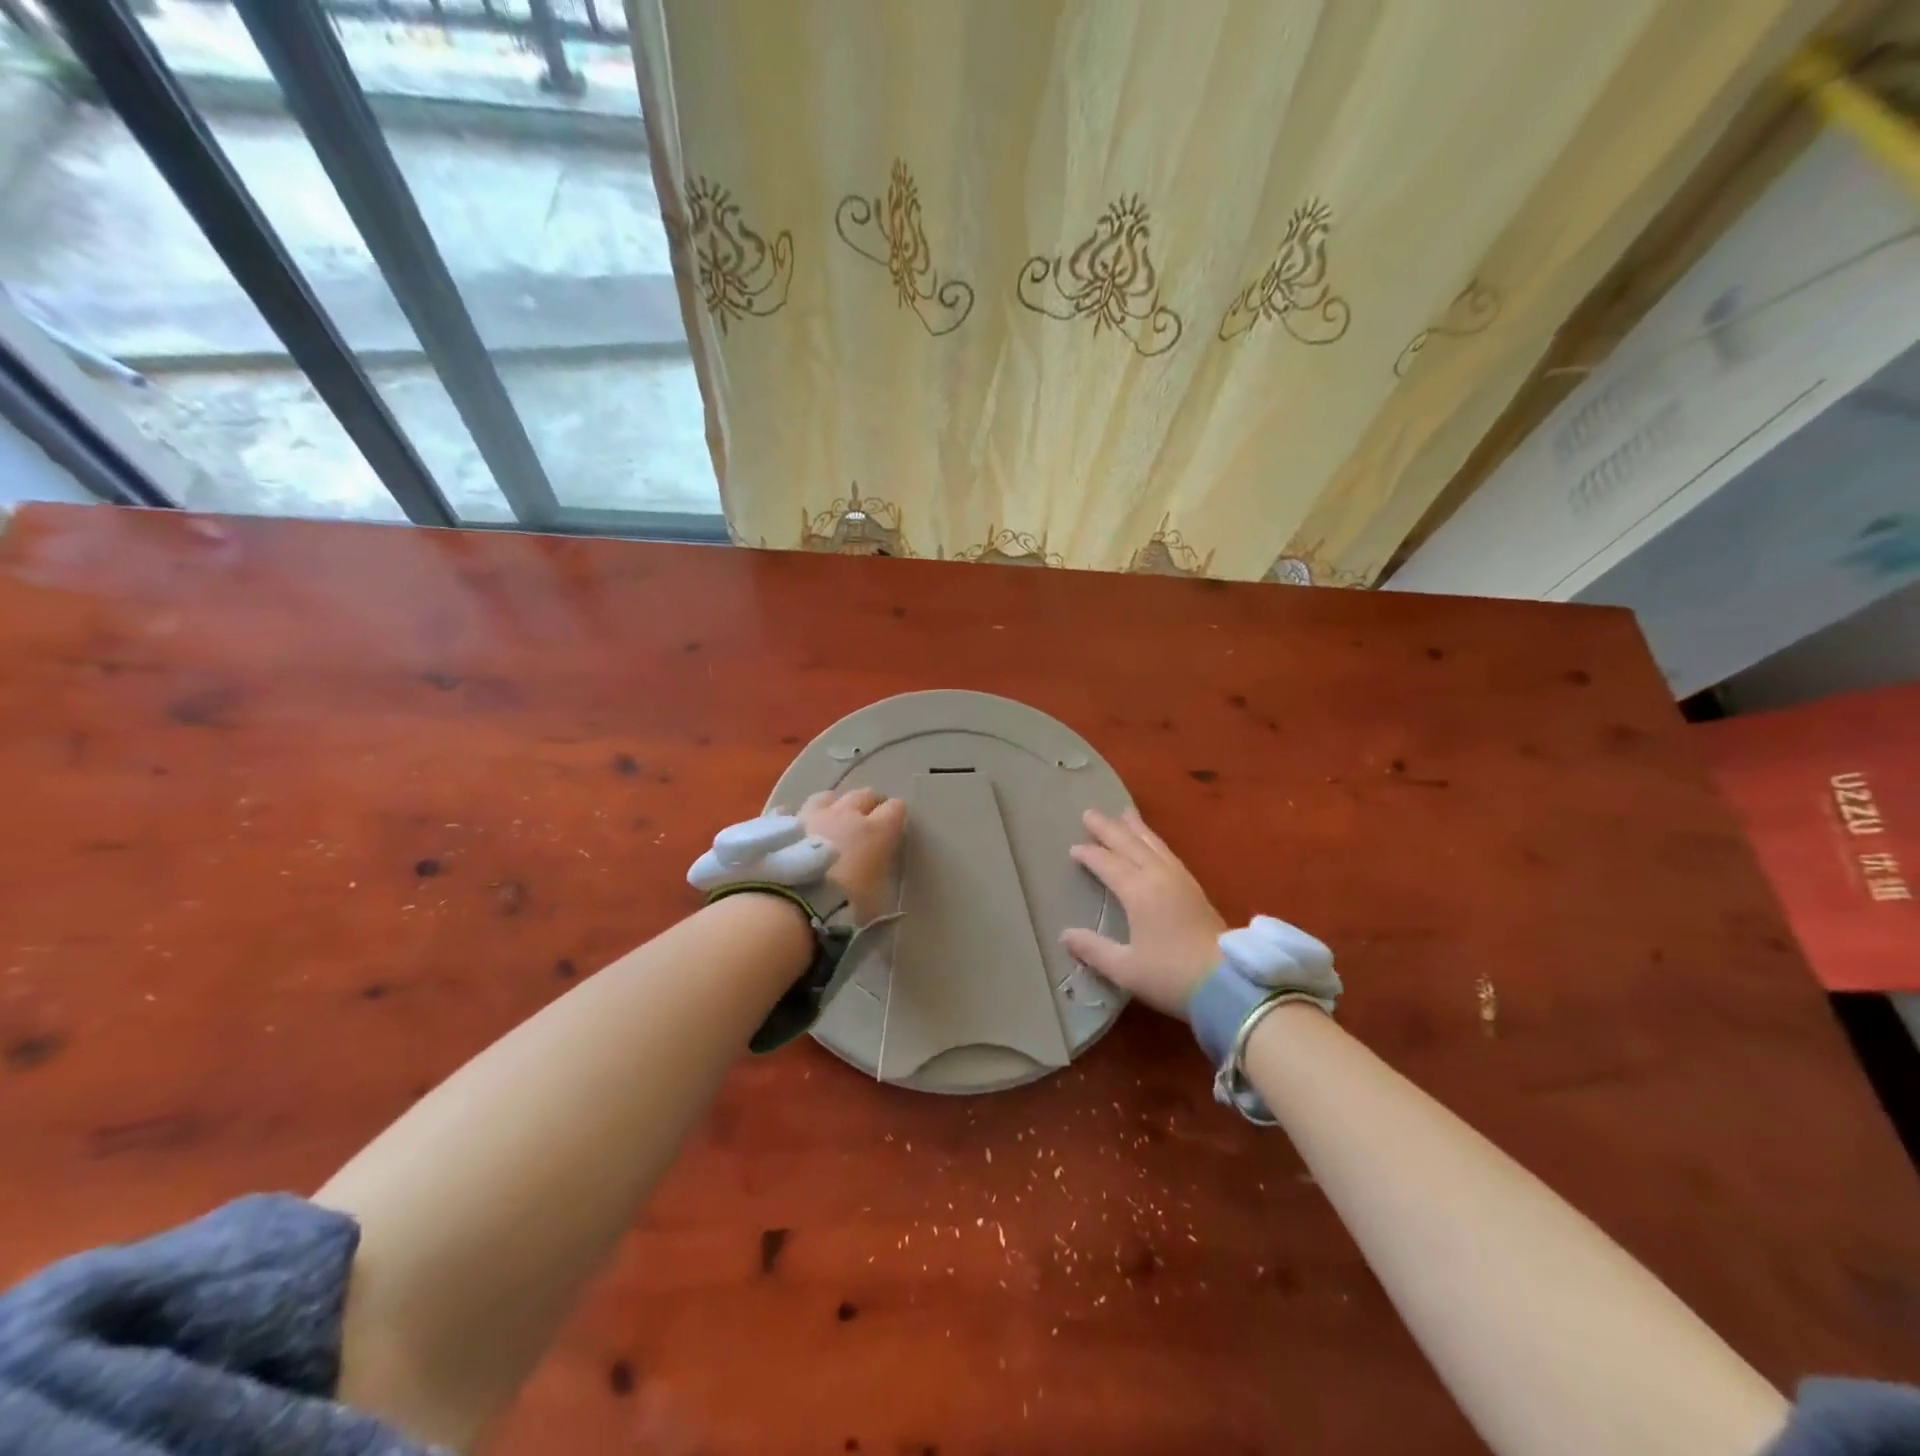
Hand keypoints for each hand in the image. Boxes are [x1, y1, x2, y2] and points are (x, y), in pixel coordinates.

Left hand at [799, 788, 907, 923]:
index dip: (895, 815)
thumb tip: (876, 871)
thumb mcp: (877, 899)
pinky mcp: (782, 824)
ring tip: (831, 818)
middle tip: (867, 818)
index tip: (893, 827)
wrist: (790, 904)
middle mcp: (846, 814)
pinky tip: (795, 830)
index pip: (895, 808)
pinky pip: (791, 812)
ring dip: (834, 805)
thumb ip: (879, 877)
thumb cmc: (843, 906)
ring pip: (828, 797)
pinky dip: (797, 819)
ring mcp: (812, 815)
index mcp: (876, 831)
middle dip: (868, 804)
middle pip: (863, 795)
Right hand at [1062, 808, 1224, 1018]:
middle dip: (1108, 828)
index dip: (1089, 855)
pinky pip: (1168, 853)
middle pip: (1130, 845)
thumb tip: (1065, 934)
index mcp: (1139, 892)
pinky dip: (1154, 841)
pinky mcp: (1195, 889)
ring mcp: (1180, 880)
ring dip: (1136, 828)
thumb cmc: (1172, 976)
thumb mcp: (1125, 968)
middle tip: (1089, 812)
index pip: (1108, 864)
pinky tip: (1153, 843)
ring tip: (1124, 812)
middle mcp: (1159, 877)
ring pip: (1153, 844)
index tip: (1073, 849)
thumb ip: (1093, 949)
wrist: (1228, 984)